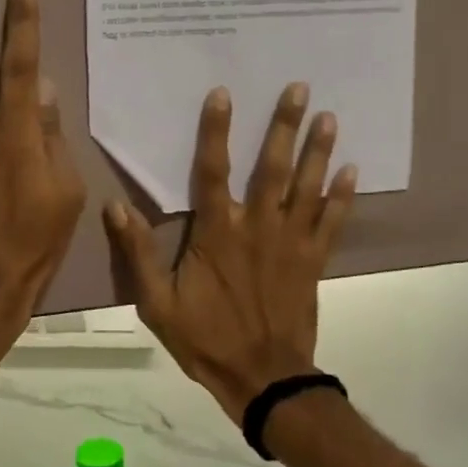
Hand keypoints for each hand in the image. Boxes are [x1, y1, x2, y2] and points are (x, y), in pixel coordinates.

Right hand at [104, 83, 355, 422]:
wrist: (263, 379)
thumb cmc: (206, 339)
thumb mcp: (157, 303)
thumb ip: (137, 252)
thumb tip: (114, 205)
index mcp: (217, 234)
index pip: (213, 171)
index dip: (216, 131)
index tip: (224, 94)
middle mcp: (257, 228)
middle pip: (272, 168)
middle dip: (284, 126)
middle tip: (300, 88)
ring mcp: (290, 243)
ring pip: (307, 188)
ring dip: (318, 150)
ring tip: (329, 116)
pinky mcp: (313, 261)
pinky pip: (331, 222)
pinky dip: (343, 196)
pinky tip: (352, 168)